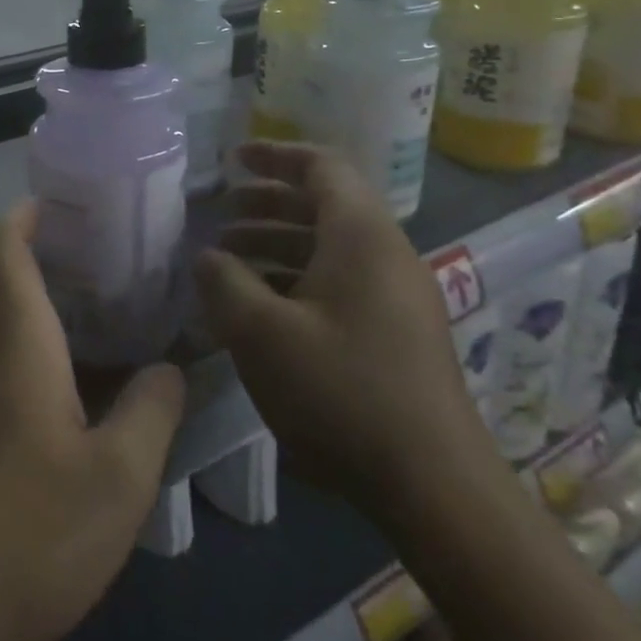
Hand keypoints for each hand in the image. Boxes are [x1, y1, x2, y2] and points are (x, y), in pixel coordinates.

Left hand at [0, 201, 185, 640]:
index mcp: (10, 339)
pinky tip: (28, 398)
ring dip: (2, 305)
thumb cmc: (20, 532)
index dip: (22, 215)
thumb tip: (170, 367)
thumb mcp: (115, 484)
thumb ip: (150, 414)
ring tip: (62, 328)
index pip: (0, 245)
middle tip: (72, 267)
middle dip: (14, 255)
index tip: (55, 207)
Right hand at [194, 141, 490, 508]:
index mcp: (361, 237)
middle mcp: (386, 254)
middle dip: (268, 202)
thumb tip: (207, 256)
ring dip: (278, 242)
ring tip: (229, 260)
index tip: (232, 159)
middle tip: (221, 213)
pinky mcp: (397, 331)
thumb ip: (224, 282)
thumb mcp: (262, 333)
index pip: (322, 167)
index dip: (274, 156)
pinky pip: (342, 281)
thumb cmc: (341, 392)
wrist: (433, 484)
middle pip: (325, 204)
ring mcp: (397, 295)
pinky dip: (297, 277)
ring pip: (331, 246)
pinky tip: (262, 306)